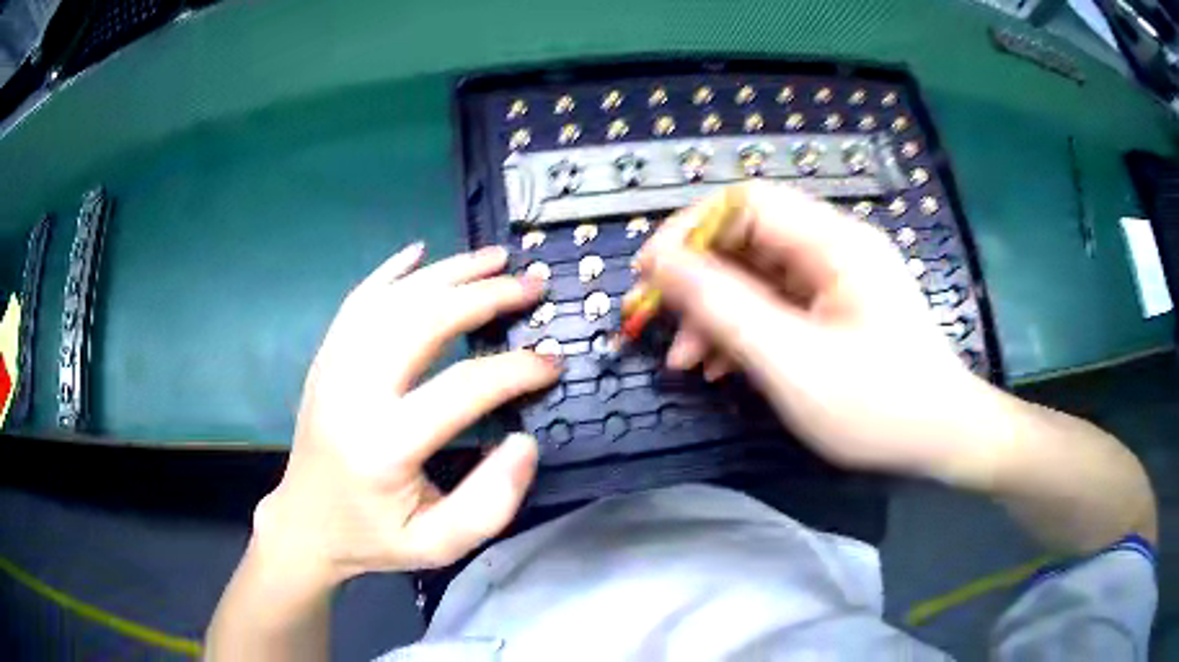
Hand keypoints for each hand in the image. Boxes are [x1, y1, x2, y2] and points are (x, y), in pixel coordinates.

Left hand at [254, 243, 558, 584]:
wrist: (306, 523)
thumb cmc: (375, 537)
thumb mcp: (438, 545)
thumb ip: (490, 503)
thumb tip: (525, 442)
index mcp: (384, 444)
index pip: (462, 388)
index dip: (516, 369)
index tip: (553, 361)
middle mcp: (354, 392)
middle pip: (423, 320)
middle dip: (486, 296)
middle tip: (532, 284)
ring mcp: (333, 366)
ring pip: (393, 299)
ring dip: (448, 272)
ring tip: (495, 257)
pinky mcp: (326, 358)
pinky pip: (358, 300)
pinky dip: (392, 270)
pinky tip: (420, 251)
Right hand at [637, 183, 1002, 479]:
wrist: (943, 439)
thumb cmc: (877, 405)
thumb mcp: (793, 361)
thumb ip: (724, 308)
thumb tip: (661, 264)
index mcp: (833, 243)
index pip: (744, 203)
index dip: (689, 229)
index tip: (649, 274)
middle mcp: (834, 249)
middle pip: (747, 241)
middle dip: (697, 282)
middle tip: (656, 325)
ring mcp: (836, 281)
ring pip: (757, 278)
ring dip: (715, 314)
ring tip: (686, 362)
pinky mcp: (836, 311)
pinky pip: (777, 306)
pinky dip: (743, 331)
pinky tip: (720, 367)